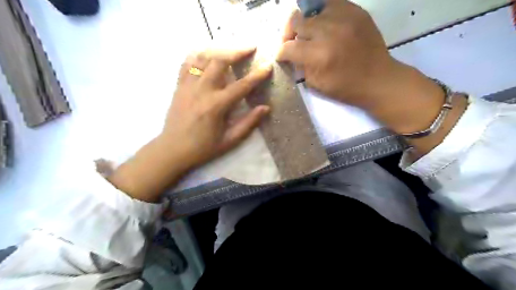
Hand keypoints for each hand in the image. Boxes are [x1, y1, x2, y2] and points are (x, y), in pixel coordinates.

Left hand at [167, 48, 273, 166]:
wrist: (172, 149)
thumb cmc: (203, 148)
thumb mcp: (229, 140)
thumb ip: (248, 123)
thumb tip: (265, 108)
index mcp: (216, 106)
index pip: (241, 85)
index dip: (256, 75)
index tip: (267, 66)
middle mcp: (202, 90)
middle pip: (220, 61)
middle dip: (237, 51)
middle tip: (250, 48)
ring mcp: (188, 86)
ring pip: (203, 58)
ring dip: (219, 50)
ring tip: (231, 49)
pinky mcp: (179, 86)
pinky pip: (187, 63)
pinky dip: (198, 55)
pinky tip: (207, 55)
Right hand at [279, 0, 468, 156]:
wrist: (378, 79)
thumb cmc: (346, 87)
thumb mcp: (316, 84)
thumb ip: (301, 66)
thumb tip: (292, 54)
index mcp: (319, 55)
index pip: (288, 47)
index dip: (280, 52)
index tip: (281, 56)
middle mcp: (329, 32)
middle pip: (296, 22)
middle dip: (289, 34)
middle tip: (293, 43)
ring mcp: (344, 17)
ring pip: (310, 10)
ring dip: (305, 24)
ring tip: (309, 34)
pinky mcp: (355, 11)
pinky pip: (330, 4)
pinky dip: (322, 15)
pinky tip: (324, 26)